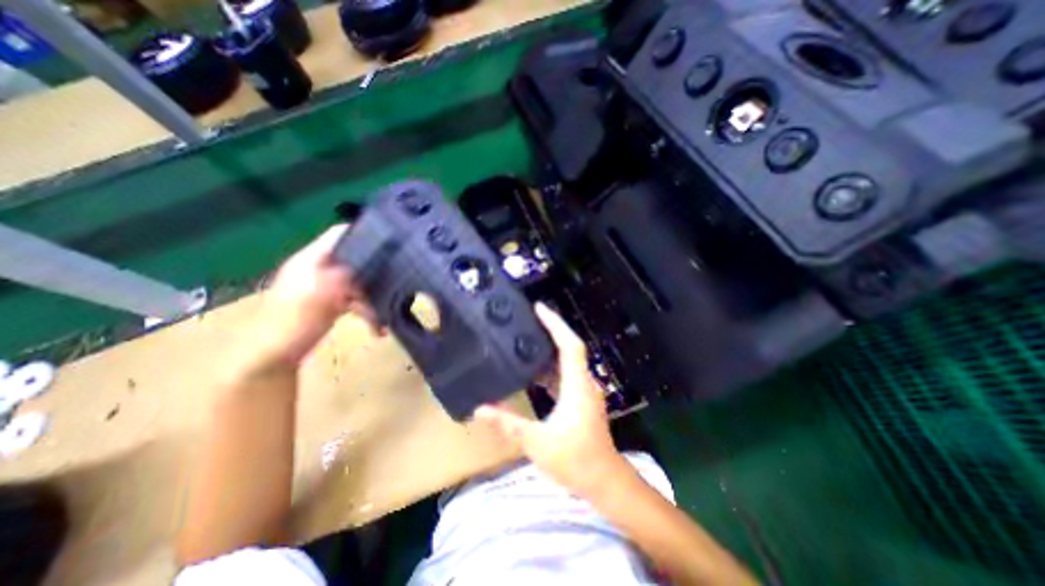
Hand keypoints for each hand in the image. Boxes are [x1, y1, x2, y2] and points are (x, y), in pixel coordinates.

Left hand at [255, 225, 380, 364]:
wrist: (276, 356)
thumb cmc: (295, 321)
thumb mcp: (323, 292)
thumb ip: (346, 273)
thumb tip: (370, 261)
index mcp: (311, 259)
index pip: (339, 233)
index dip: (363, 231)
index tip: (391, 240)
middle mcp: (319, 268)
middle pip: (354, 259)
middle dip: (376, 270)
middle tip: (398, 278)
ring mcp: (325, 286)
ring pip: (359, 282)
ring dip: (374, 297)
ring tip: (386, 315)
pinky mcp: (330, 303)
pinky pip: (356, 300)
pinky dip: (368, 311)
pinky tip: (378, 328)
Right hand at [478, 303, 627, 499]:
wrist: (604, 481)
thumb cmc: (575, 460)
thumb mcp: (537, 442)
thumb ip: (508, 424)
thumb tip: (480, 409)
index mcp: (577, 385)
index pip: (569, 345)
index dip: (555, 324)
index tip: (539, 308)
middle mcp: (583, 382)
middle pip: (569, 347)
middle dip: (551, 330)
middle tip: (529, 319)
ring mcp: (583, 391)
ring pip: (567, 361)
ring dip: (550, 348)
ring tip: (528, 339)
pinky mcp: (581, 400)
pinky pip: (565, 374)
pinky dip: (550, 367)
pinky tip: (534, 371)